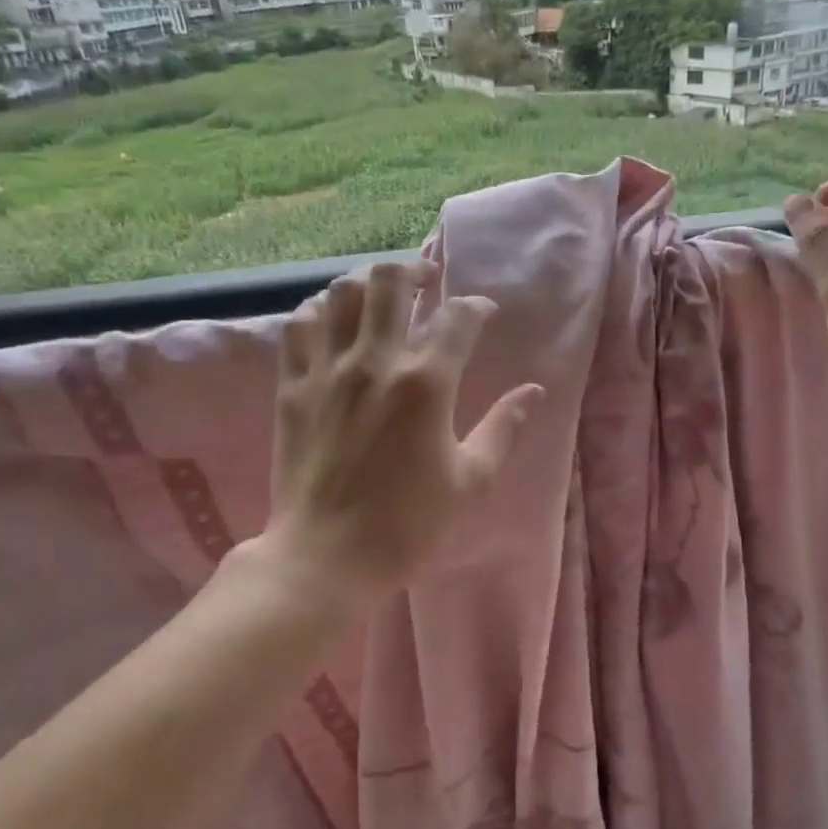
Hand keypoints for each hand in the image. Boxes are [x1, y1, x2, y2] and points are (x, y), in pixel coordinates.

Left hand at [264, 260, 541, 603]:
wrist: (326, 558)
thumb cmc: (408, 524)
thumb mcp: (471, 480)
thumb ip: (504, 428)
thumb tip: (534, 391)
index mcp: (427, 384)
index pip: (458, 317)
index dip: (477, 307)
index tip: (483, 313)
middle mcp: (376, 362)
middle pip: (391, 281)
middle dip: (415, 270)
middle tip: (427, 282)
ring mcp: (328, 370)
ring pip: (342, 292)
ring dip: (367, 282)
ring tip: (381, 294)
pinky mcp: (293, 386)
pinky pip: (301, 325)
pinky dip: (321, 310)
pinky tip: (334, 318)